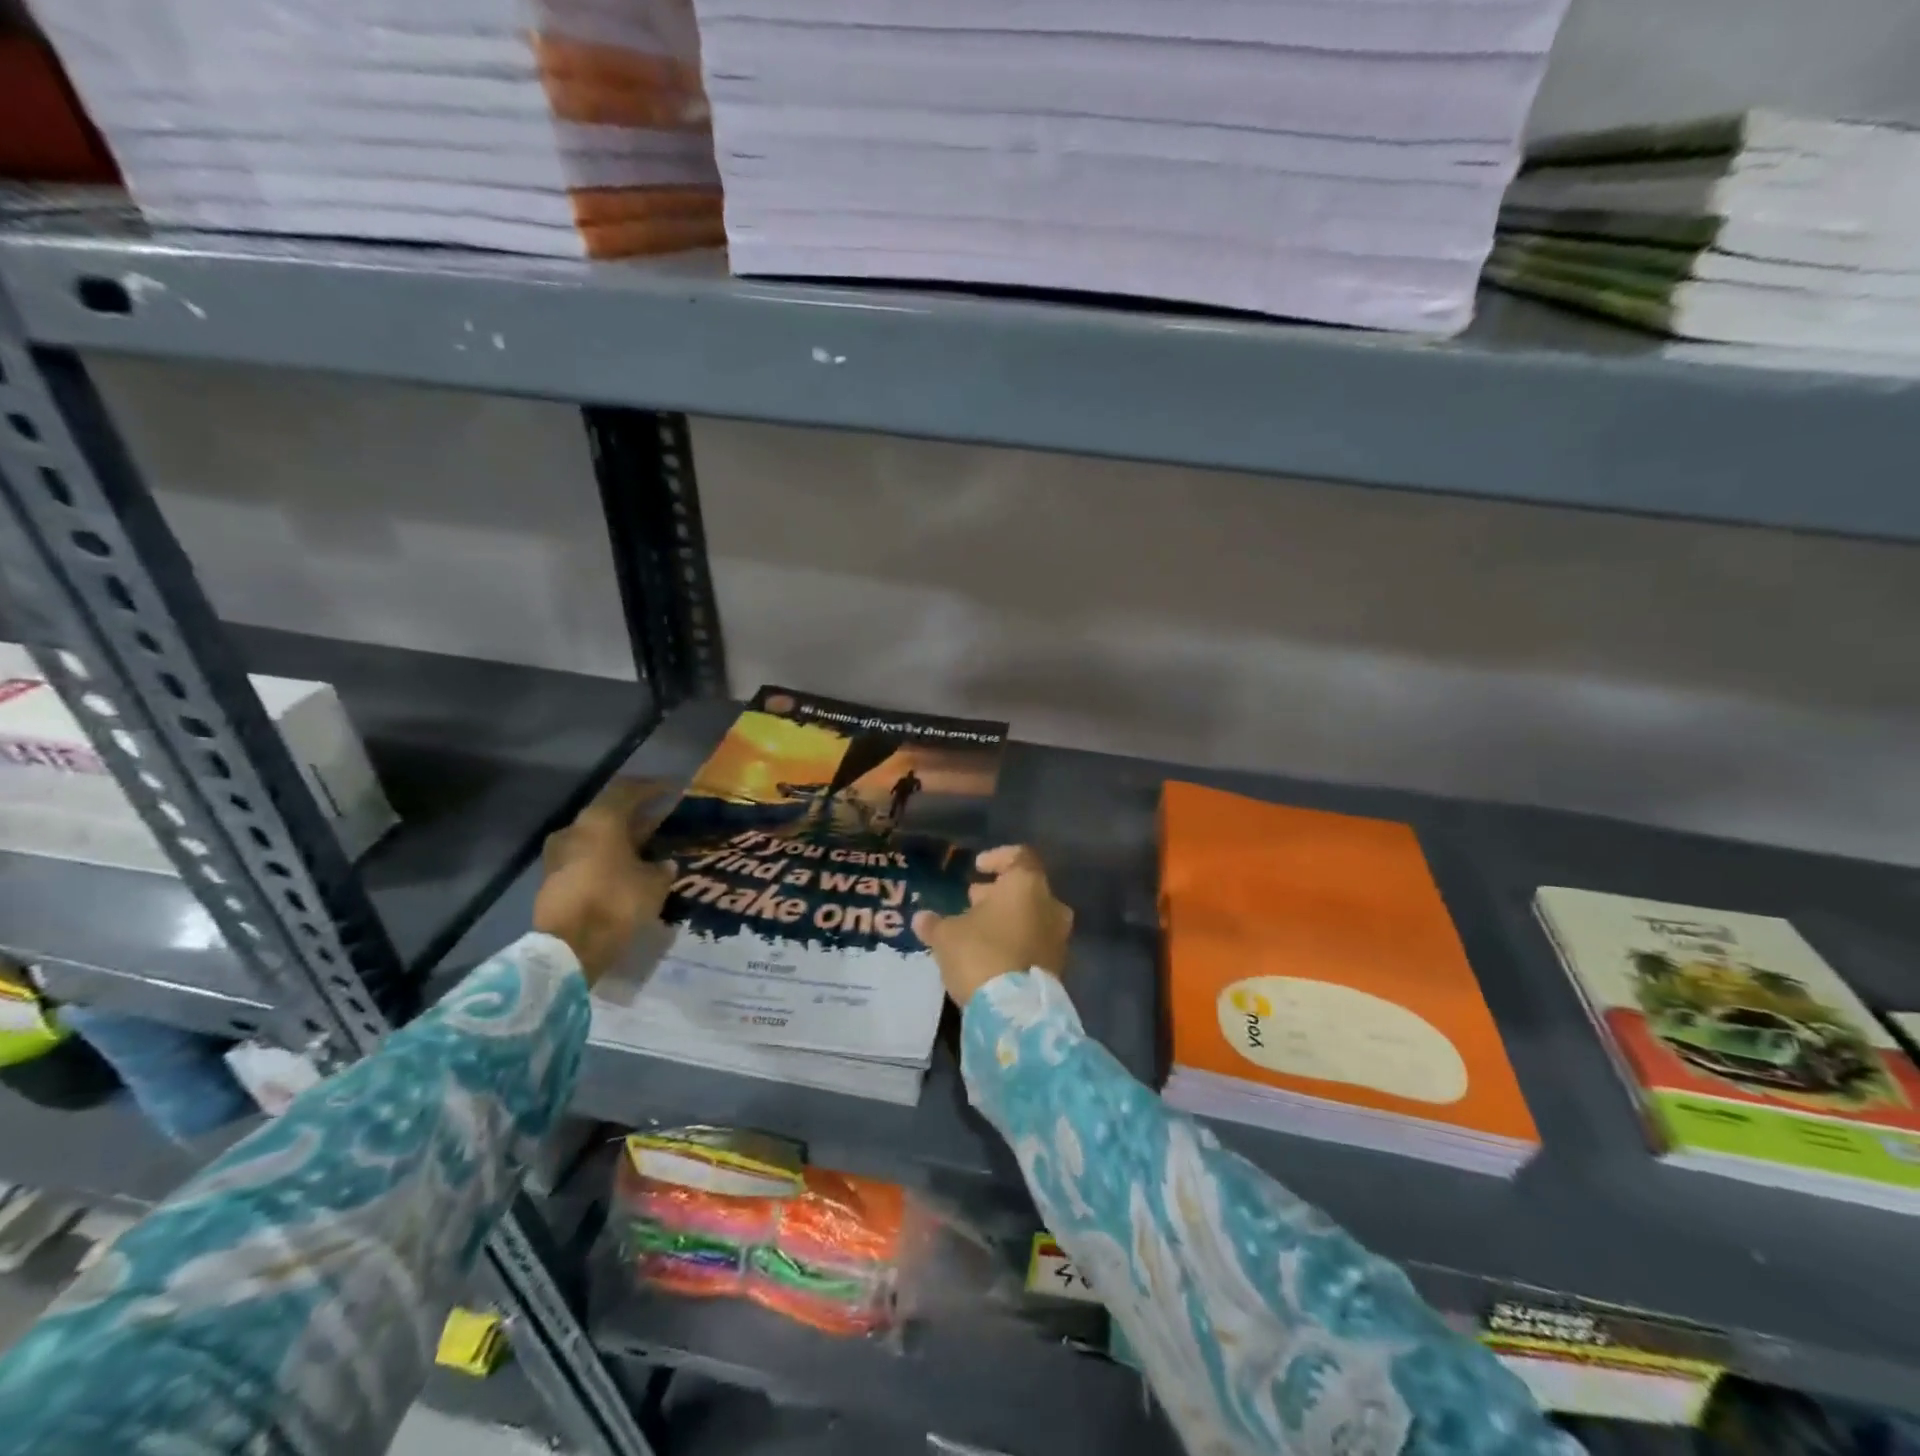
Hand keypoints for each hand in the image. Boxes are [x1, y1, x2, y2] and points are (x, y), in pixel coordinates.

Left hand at [533, 778, 677, 984]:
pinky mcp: (553, 877)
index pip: (628, 790)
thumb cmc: (616, 903)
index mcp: (601, 820)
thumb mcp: (654, 884)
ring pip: (597, 836)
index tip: (672, 789)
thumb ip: (662, 868)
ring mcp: (559, 853)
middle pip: (610, 813)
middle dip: (636, 815)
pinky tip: (625, 867)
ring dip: (620, 837)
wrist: (568, 947)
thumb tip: (664, 863)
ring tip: (645, 846)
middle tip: (661, 819)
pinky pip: (586, 856)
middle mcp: (575, 829)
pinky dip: (607, 856)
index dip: (652, 788)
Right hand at [912, 845, 1073, 1007]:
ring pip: (1032, 916)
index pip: (1019, 856)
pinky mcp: (1058, 965)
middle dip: (998, 893)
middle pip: (1026, 888)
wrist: (1014, 1011)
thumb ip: (935, 923)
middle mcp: (1050, 905)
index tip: (978, 867)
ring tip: (977, 929)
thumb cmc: (980, 954)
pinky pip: (1036, 942)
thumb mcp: (946, 935)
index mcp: (1027, 885)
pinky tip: (992, 953)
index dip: (997, 858)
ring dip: (1008, 918)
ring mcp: (1059, 937)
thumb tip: (921, 918)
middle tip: (972, 901)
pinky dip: (1016, 940)